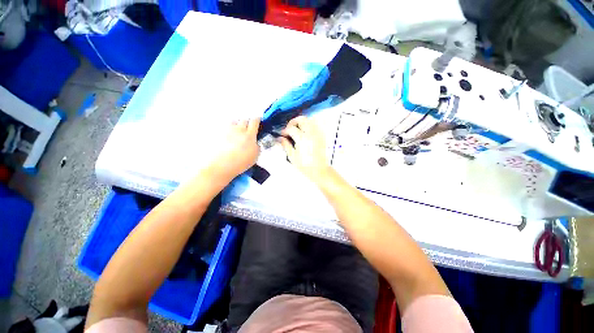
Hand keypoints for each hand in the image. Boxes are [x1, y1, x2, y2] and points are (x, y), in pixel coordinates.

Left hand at [209, 118, 260, 181]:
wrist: (221, 166)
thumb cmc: (239, 163)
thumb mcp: (255, 156)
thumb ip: (257, 146)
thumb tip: (255, 142)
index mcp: (249, 135)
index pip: (254, 121)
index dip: (257, 120)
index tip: (258, 121)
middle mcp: (238, 130)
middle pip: (244, 120)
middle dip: (248, 122)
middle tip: (248, 129)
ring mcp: (227, 131)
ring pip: (234, 121)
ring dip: (237, 124)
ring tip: (238, 131)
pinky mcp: (219, 134)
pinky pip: (225, 127)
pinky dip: (228, 130)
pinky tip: (229, 137)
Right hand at [280, 116, 330, 183]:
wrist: (319, 170)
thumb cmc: (305, 165)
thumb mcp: (292, 156)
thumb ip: (286, 145)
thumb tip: (280, 138)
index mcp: (302, 139)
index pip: (291, 128)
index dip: (285, 130)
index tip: (282, 134)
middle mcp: (311, 133)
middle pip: (302, 119)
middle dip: (293, 122)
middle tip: (289, 129)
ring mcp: (318, 134)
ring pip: (309, 121)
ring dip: (301, 123)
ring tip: (296, 130)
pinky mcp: (321, 136)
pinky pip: (314, 126)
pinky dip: (308, 126)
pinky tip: (304, 134)